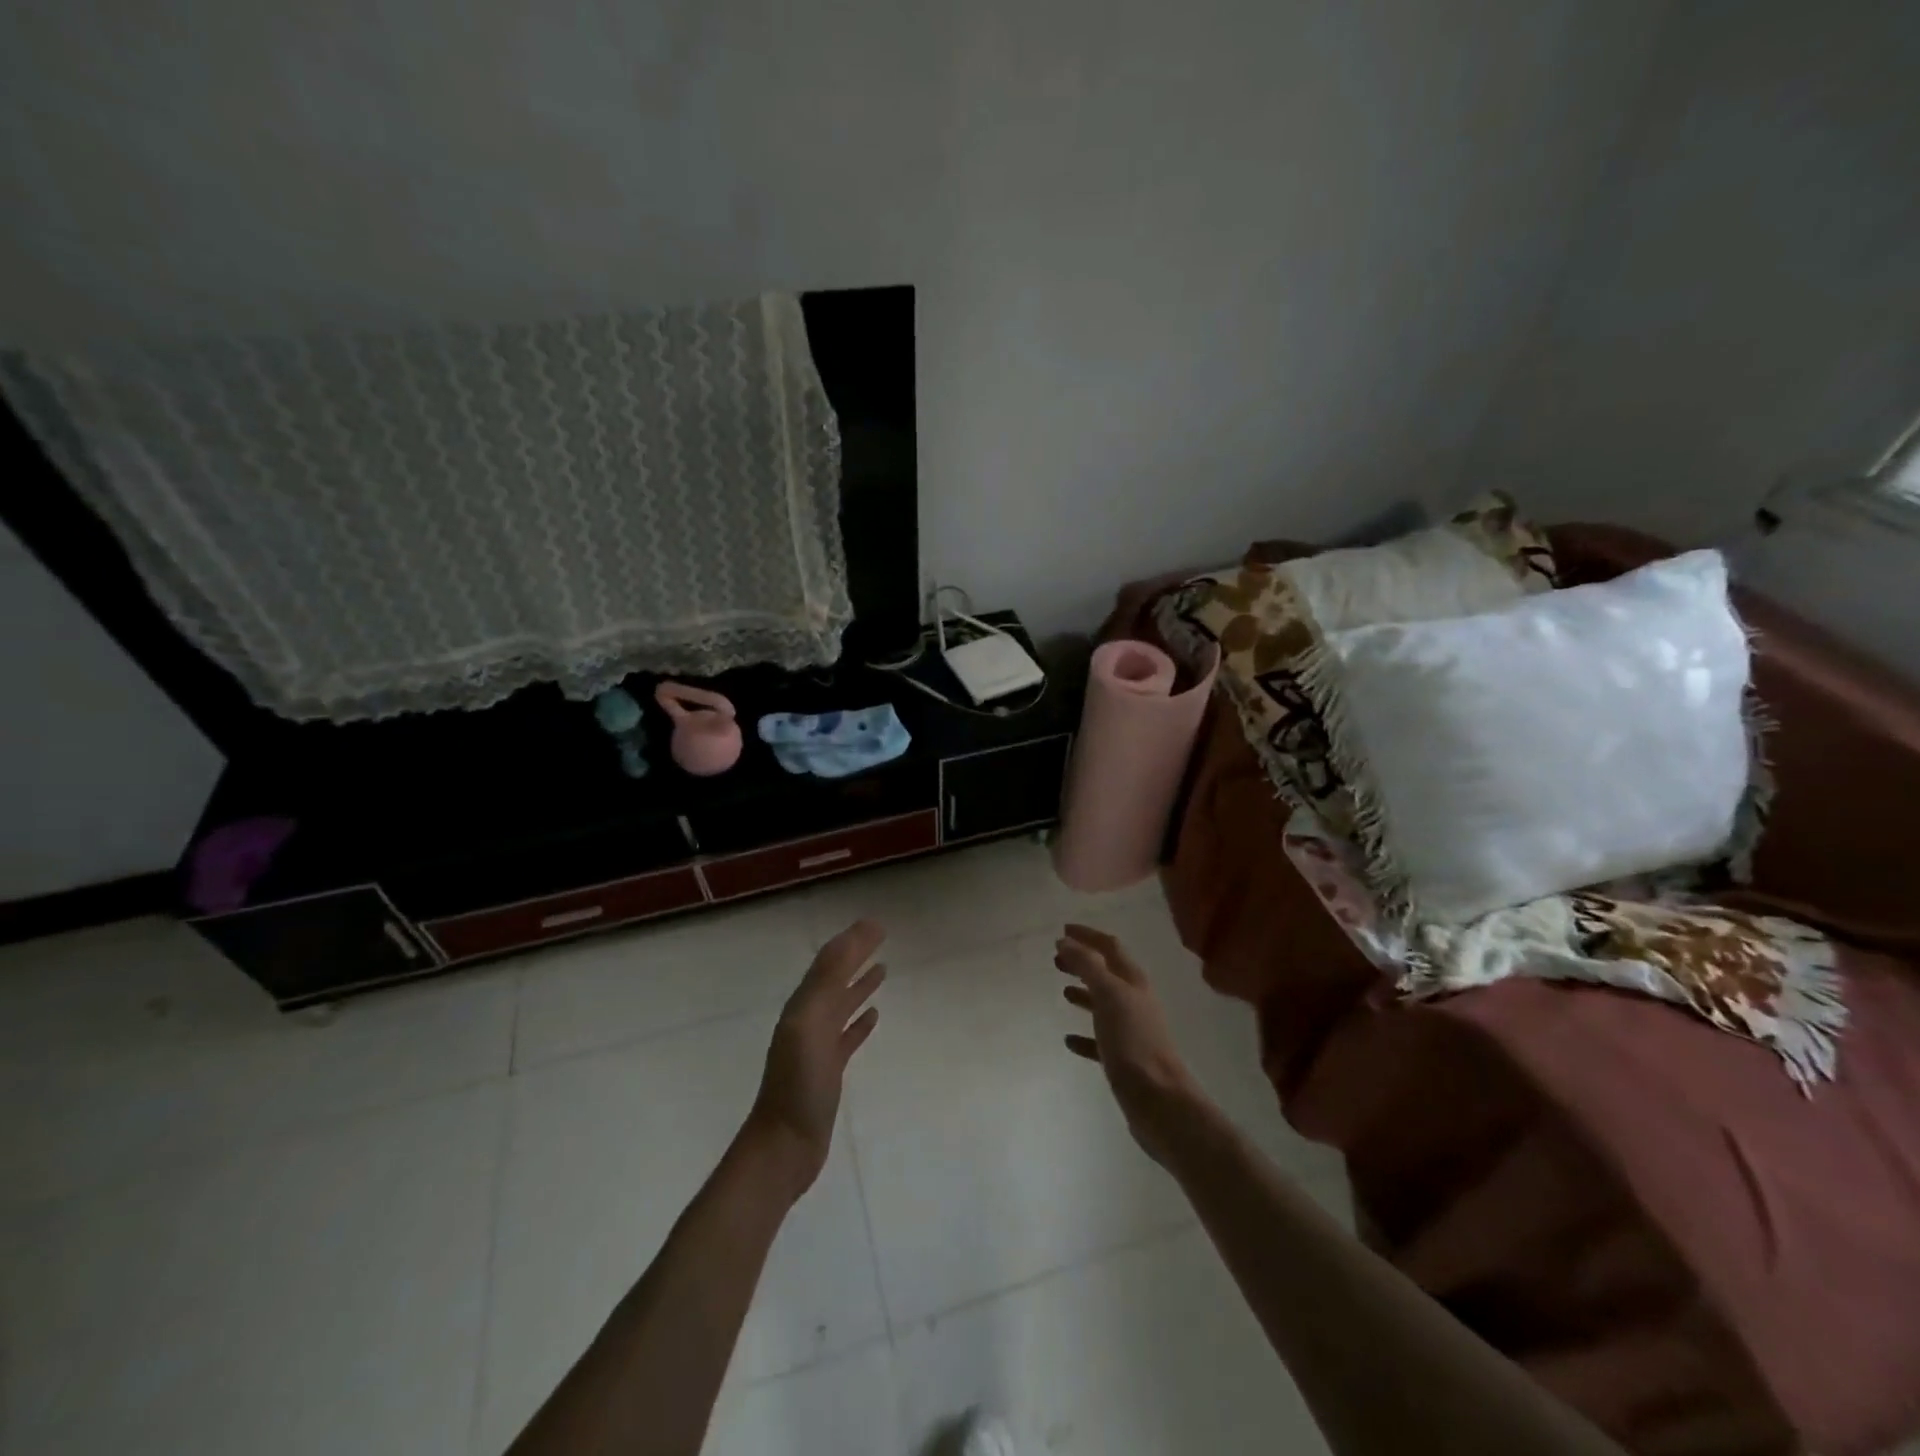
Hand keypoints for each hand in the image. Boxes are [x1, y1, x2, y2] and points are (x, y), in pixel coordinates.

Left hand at [744, 919, 886, 1199]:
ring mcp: (818, 1046)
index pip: (830, 962)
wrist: (784, 1146)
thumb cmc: (799, 1084)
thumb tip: (851, 936)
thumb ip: (828, 980)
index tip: (877, 923)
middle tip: (881, 935)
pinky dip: (860, 1022)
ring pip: (842, 1005)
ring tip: (883, 969)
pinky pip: (847, 1037)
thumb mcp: (810, 1024)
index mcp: (803, 1006)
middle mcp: (808, 1020)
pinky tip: (874, 1016)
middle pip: (836, 978)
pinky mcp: (829, 1070)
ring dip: (860, 985)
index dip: (851, 941)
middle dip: (856, 956)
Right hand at [1055, 923, 1208, 1165]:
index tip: (1063, 930)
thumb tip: (1066, 940)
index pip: (1110, 947)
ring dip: (1085, 993)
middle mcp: (1135, 1001)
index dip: (1088, 936)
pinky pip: (1100, 1040)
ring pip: (1104, 1004)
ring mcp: (1132, 1031)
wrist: (1160, 1101)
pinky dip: (1084, 1035)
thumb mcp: (1108, 995)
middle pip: (1107, 973)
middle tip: (1056, 959)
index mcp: (1134, 981)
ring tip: (1063, 991)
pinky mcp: (1125, 1060)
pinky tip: (1069, 1040)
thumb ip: (1088, 965)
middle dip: (1083, 962)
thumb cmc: (1133, 1042)